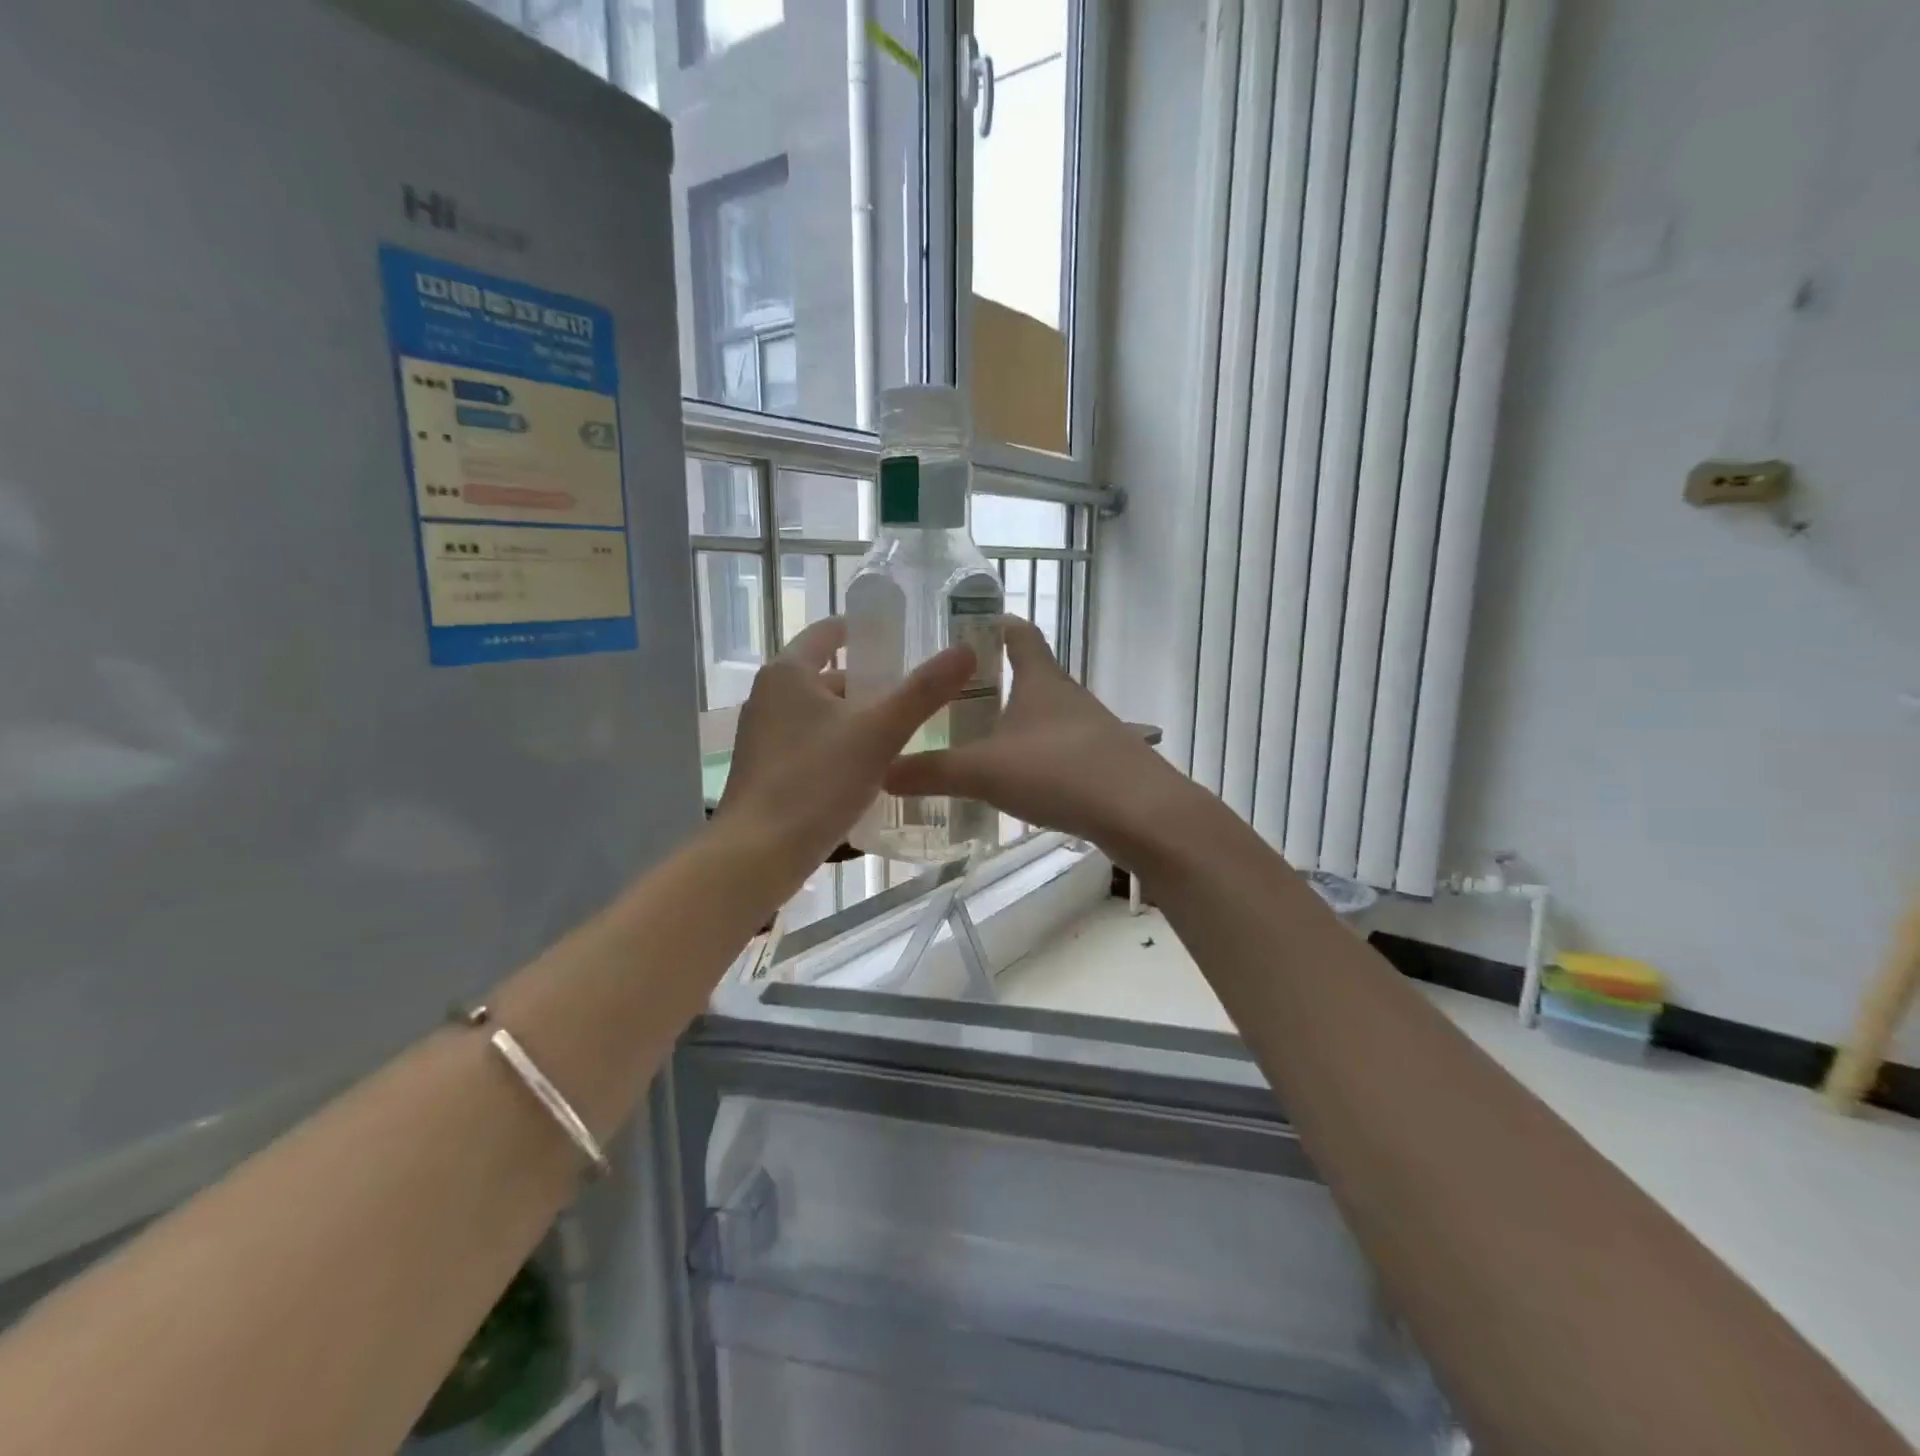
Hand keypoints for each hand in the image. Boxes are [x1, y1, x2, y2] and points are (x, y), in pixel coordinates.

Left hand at [717, 619, 974, 885]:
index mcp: (789, 673)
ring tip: (902, 738)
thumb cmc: (817, 781)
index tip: (903, 642)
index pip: (830, 632)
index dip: (866, 633)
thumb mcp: (880, 732)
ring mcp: (763, 734)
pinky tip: (869, 772)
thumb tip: (965, 651)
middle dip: (871, 688)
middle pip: (829, 678)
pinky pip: (812, 744)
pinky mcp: (766, 769)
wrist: (758, 854)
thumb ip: (923, 691)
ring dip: (858, 722)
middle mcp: (769, 695)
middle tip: (917, 701)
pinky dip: (840, 748)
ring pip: (822, 715)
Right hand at [884, 618, 1192, 861]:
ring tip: (973, 741)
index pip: (1018, 632)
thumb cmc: (1060, 772)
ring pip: (1042, 715)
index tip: (963, 625)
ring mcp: (1089, 729)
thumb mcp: (985, 771)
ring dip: (1012, 722)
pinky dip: (1032, 755)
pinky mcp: (1102, 762)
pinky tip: (1013, 781)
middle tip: (948, 696)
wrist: (1142, 814)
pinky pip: (1056, 749)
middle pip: (1028, 675)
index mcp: (1041, 679)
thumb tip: (881, 770)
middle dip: (991, 681)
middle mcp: (1067, 696)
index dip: (993, 623)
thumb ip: (932, 772)